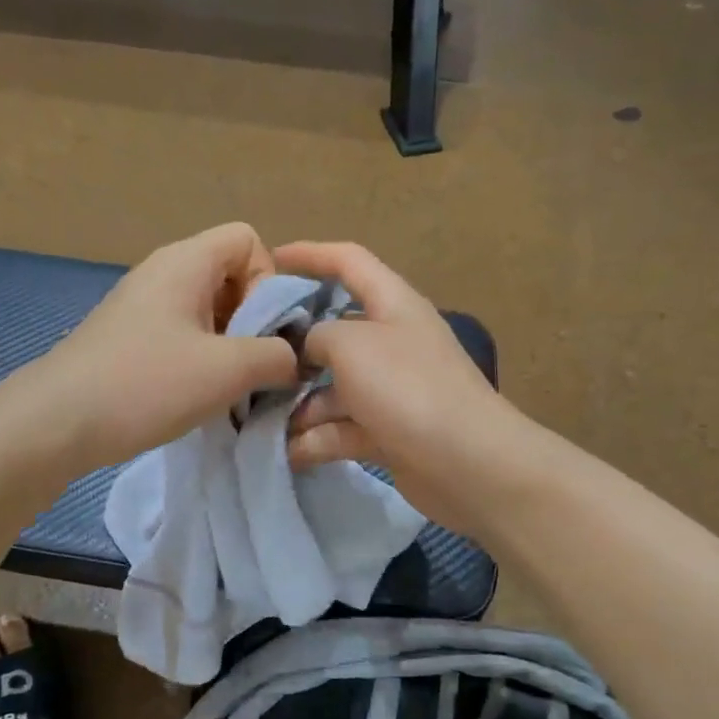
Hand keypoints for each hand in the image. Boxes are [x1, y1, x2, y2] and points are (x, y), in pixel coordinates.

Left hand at [27, 223, 299, 473]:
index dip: (269, 280)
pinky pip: (181, 334)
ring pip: (207, 311)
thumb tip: (293, 358)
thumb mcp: (227, 370)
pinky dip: (200, 360)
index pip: (248, 240)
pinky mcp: (127, 338)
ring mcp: (141, 306)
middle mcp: (162, 273)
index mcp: (185, 261)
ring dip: (228, 346)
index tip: (262, 330)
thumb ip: (276, 356)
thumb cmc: (145, 384)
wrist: (55, 423)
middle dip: (253, 320)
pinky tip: (195, 396)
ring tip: (226, 388)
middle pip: (230, 275)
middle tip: (249, 365)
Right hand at [277, 241, 523, 534]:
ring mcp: (390, 390)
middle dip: (292, 347)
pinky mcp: (387, 432)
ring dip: (298, 405)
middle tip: (249, 359)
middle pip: (333, 331)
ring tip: (257, 421)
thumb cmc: (408, 387)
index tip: (270, 260)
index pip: (349, 262)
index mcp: (393, 304)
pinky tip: (286, 453)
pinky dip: (316, 438)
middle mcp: (391, 342)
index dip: (310, 254)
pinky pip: (341, 427)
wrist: (469, 463)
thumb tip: (305, 349)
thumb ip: (316, 335)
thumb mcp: (351, 344)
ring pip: (332, 388)